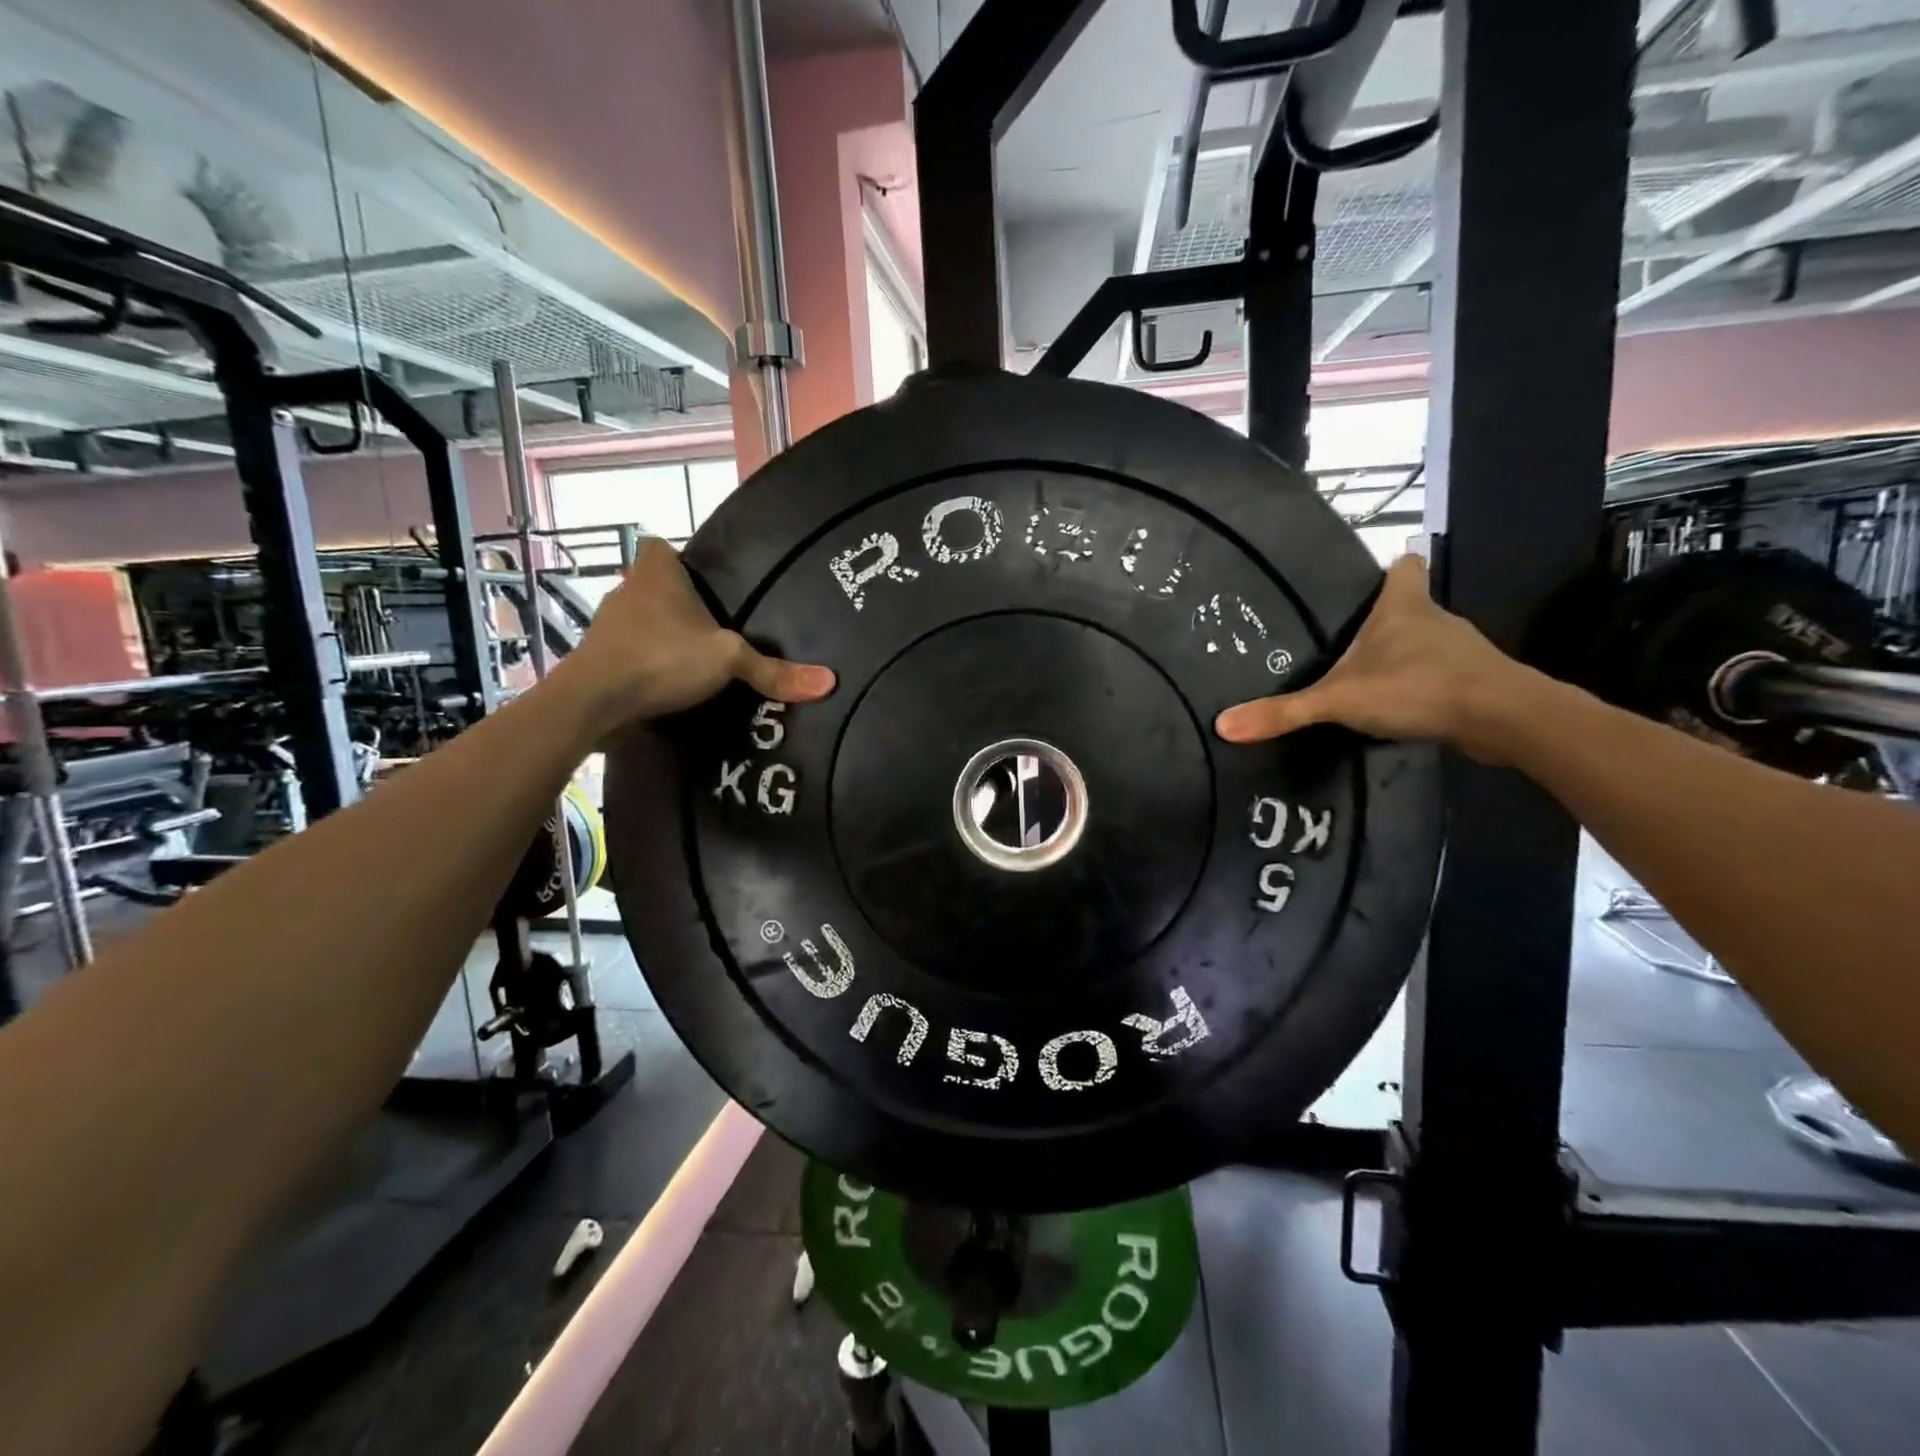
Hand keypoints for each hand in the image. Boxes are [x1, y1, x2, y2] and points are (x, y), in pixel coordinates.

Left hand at [563, 539, 833, 726]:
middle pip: (653, 586)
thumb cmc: (661, 659)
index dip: (677, 559)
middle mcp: (626, 591)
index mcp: (655, 574)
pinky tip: (669, 686)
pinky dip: (645, 666)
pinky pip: (628, 654)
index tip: (703, 582)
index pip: (658, 546)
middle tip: (714, 627)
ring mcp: (607, 627)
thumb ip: (772, 670)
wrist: (593, 702)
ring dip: (661, 636)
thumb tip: (829, 682)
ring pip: (640, 622)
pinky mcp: (598, 660)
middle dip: (678, 604)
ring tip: (695, 660)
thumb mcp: (727, 661)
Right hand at [1214, 555, 1532, 763]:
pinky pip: (1441, 674)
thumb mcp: (1338, 700)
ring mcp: (1461, 651)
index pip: (1405, 565)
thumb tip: (1222, 726)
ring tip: (1367, 678)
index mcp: (1404, 607)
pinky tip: (1400, 706)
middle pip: (1411, 605)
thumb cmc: (1417, 687)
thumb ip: (1283, 712)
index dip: (1390, 567)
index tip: (1369, 579)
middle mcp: (1436, 619)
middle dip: (1385, 620)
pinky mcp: (1475, 682)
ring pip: (1427, 642)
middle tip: (1347, 640)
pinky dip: (1422, 685)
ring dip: (1403, 656)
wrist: (1502, 719)